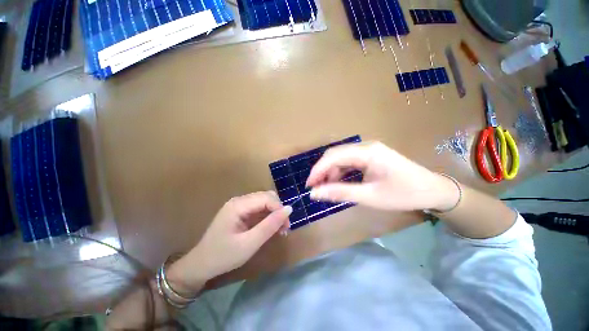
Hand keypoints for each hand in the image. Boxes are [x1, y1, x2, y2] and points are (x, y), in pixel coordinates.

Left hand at [167, 191, 291, 293]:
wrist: (203, 264)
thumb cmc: (225, 255)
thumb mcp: (250, 243)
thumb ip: (269, 226)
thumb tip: (289, 209)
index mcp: (237, 205)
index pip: (266, 198)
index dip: (280, 210)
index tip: (287, 228)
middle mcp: (237, 203)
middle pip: (264, 198)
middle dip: (277, 211)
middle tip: (284, 231)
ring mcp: (235, 209)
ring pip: (261, 205)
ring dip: (273, 216)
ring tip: (279, 233)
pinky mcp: (236, 217)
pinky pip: (255, 213)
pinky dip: (265, 220)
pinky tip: (269, 232)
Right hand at [306, 142, 458, 211]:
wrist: (430, 190)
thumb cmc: (402, 194)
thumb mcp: (370, 196)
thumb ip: (341, 192)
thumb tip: (314, 193)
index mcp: (367, 151)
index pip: (333, 156)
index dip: (317, 171)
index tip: (308, 188)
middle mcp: (368, 146)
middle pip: (338, 154)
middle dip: (324, 171)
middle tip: (317, 191)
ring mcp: (374, 150)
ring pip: (346, 158)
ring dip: (334, 172)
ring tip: (330, 191)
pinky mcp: (378, 157)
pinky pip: (355, 161)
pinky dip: (346, 172)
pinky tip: (344, 185)